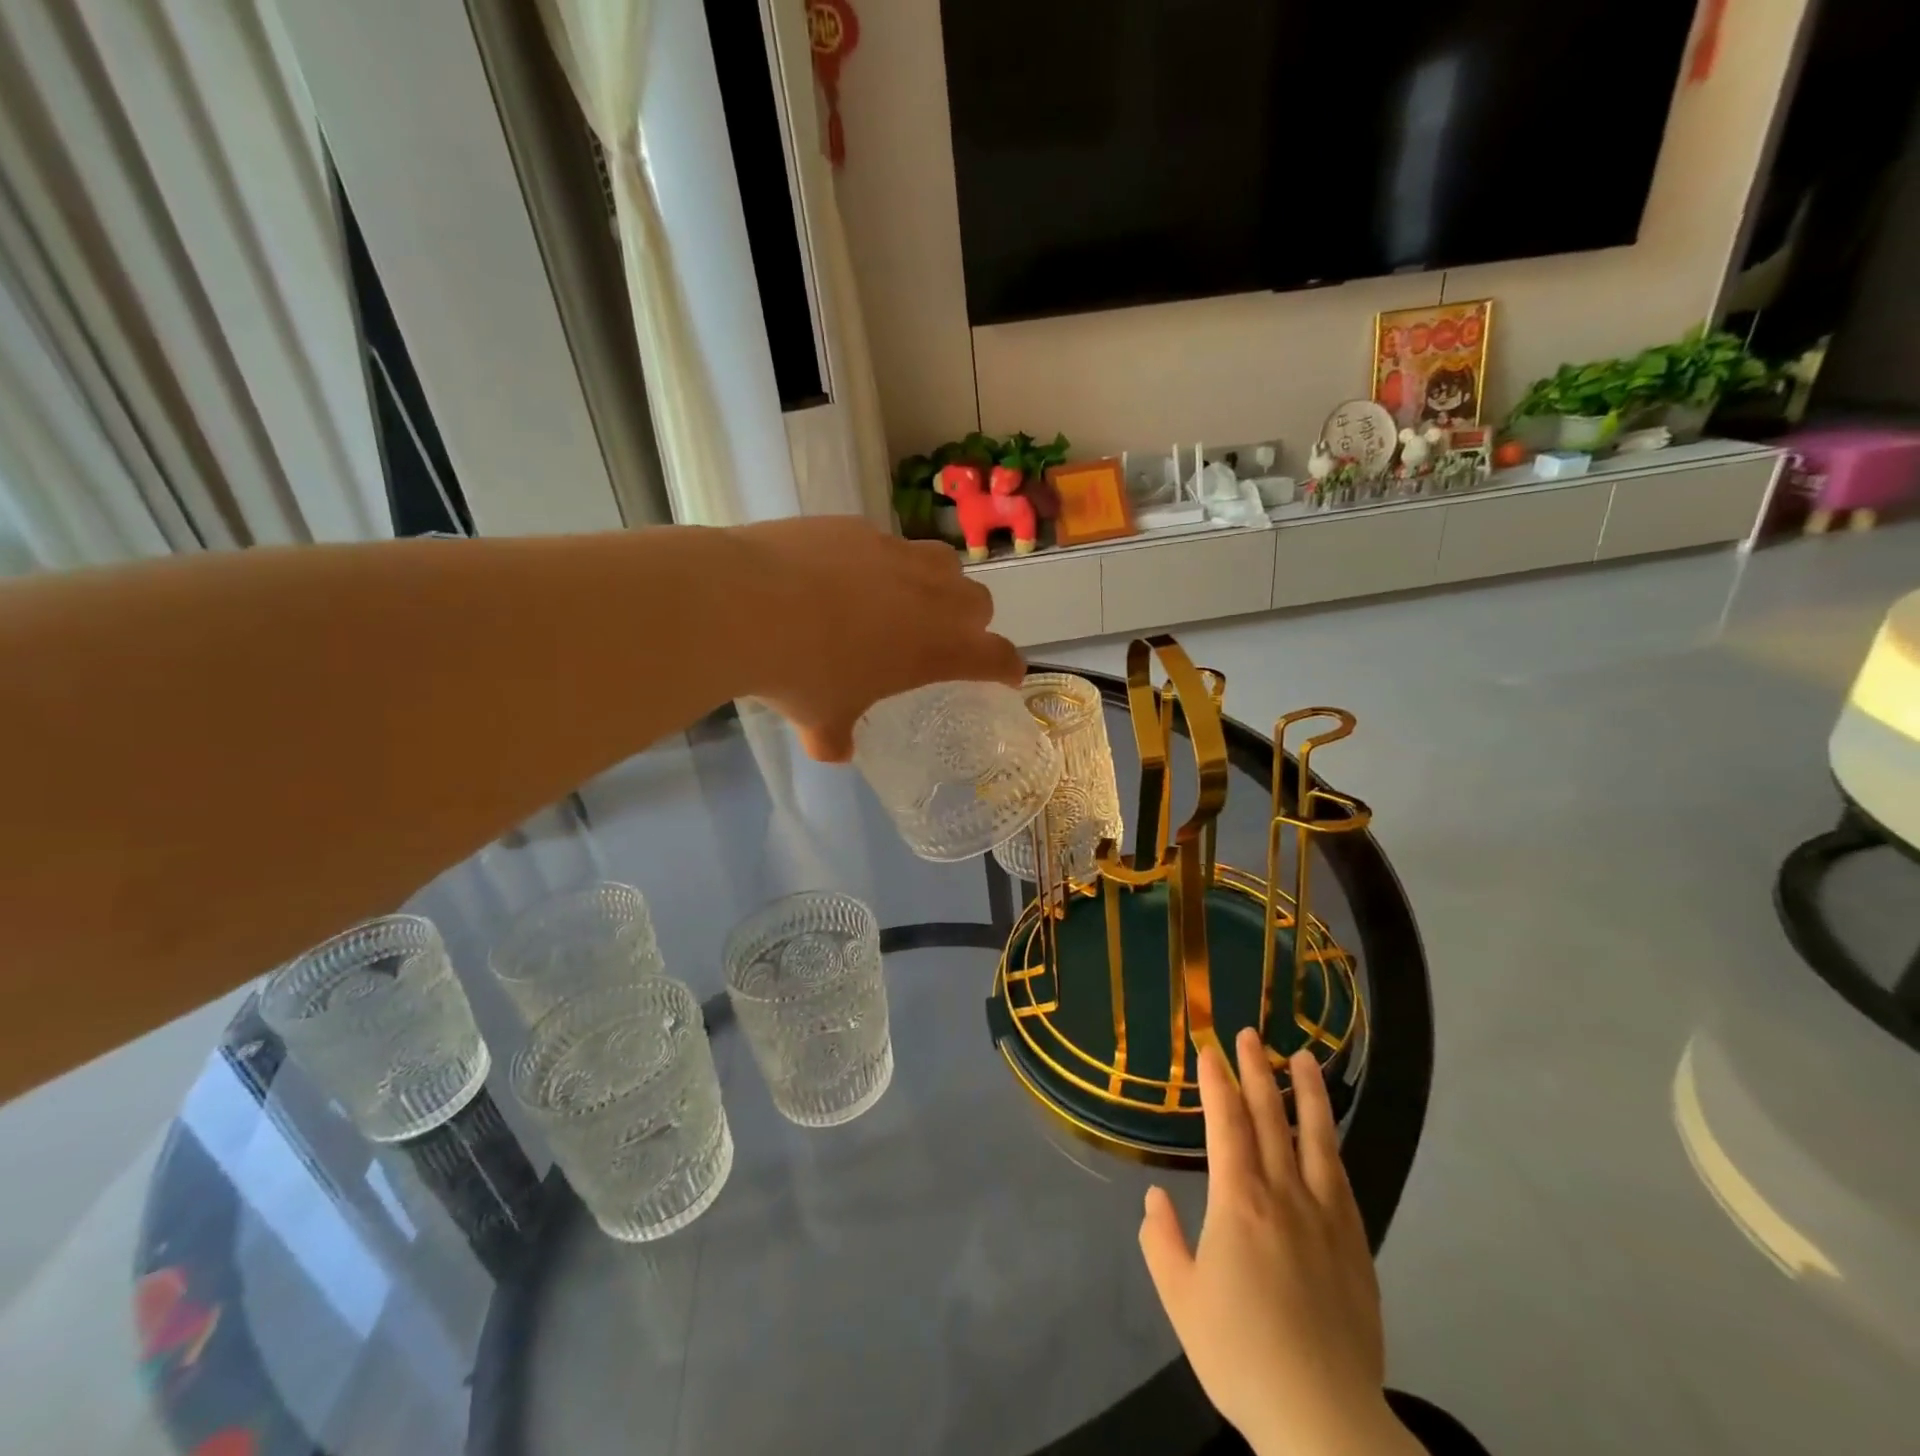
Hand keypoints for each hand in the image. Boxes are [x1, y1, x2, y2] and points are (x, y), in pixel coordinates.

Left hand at [725, 516, 1023, 760]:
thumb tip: (835, 750)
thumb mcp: (821, 720)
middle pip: (979, 601)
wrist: (745, 604)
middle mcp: (928, 596)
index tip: (1007, 675)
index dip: (1007, 667)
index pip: (996, 656)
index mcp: (935, 648)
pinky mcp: (856, 527)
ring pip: (942, 561)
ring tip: (904, 599)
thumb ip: (836, 737)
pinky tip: (843, 575)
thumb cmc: (800, 675)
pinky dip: (880, 562)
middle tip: (944, 638)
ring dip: (937, 583)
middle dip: (972, 622)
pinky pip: (886, 543)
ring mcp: (893, 554)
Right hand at [1139, 1029, 1417, 1455]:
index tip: (1209, 1049)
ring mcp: (1326, 1218)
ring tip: (1304, 1058)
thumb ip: (1162, 1241)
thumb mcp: (1181, 1300)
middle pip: (1270, 1118)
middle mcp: (1284, 1195)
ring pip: (1316, 1138)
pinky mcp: (1356, 1245)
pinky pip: (1341, 1179)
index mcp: (1239, 1201)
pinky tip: (1328, 1134)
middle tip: (1249, 1034)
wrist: (1324, 1420)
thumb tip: (1156, 1197)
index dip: (1216, 1081)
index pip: (1226, 1123)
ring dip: (1307, 1093)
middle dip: (1256, 1071)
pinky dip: (1331, 1144)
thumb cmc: (1241, 1354)